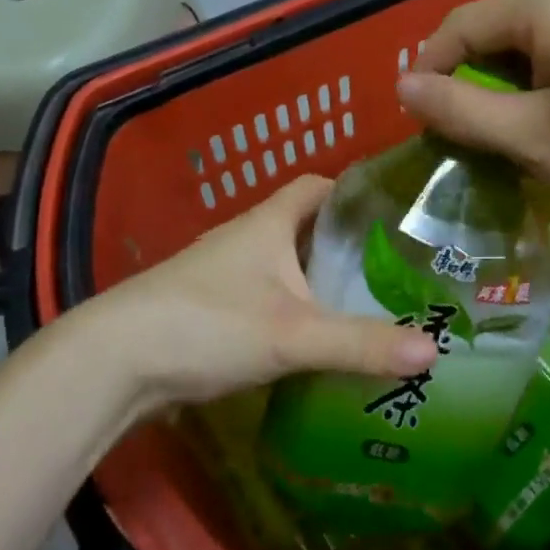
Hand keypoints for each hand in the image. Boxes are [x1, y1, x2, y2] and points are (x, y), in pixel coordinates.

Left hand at [60, 175, 436, 416]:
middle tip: (398, 270)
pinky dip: (296, 313)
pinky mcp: (212, 311)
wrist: (115, 362)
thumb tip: (434, 350)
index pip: (318, 187)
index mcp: (269, 223)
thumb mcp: (293, 333)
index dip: (355, 192)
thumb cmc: (208, 324)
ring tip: (370, 305)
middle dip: (348, 246)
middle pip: (307, 229)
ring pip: (287, 268)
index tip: (395, 213)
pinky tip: (318, 341)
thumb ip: (361, 343)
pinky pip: (269, 301)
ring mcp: (225, 275)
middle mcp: (247, 239)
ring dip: (321, 282)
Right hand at [396, 0, 549, 224]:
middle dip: (468, 77)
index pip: (463, 23)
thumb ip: (459, 109)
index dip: (431, 68)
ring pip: (527, 42)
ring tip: (497, 132)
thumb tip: (402, 87)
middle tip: (458, 130)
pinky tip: (543, 120)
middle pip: (496, 28)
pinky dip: (536, 83)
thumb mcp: (530, 137)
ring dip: (501, 84)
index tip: (419, 118)